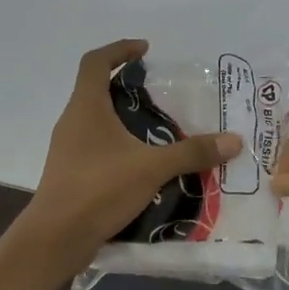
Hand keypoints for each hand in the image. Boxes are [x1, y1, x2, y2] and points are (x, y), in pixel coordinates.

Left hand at [23, 40, 241, 265]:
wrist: (55, 239)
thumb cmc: (98, 189)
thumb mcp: (151, 167)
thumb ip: (191, 152)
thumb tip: (233, 140)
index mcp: (86, 107)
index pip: (95, 62)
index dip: (119, 49)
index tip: (145, 50)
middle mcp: (73, 122)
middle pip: (96, 90)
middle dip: (127, 86)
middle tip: (161, 94)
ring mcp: (68, 149)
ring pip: (97, 121)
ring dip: (124, 118)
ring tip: (159, 129)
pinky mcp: (71, 173)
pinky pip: (97, 147)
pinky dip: (120, 145)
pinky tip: (144, 163)